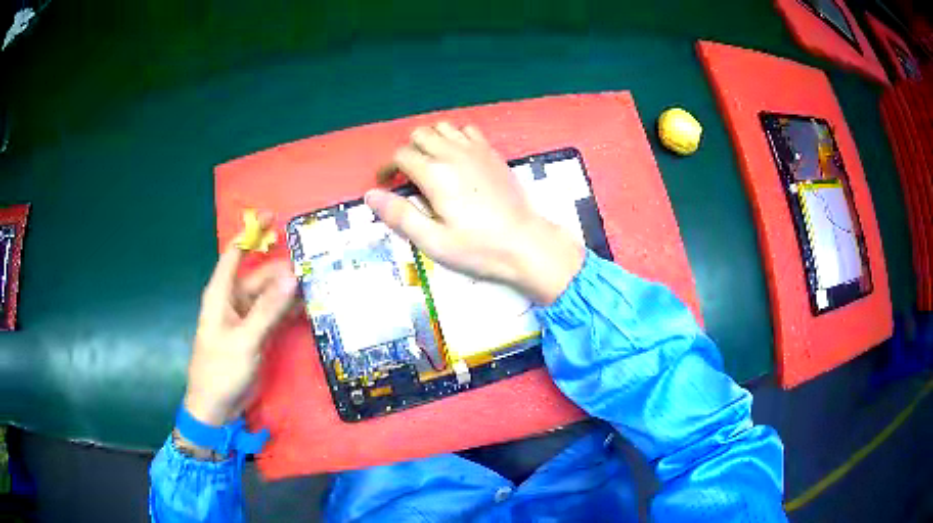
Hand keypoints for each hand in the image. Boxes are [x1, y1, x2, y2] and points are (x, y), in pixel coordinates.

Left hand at [184, 224, 297, 425]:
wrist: (217, 407)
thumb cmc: (221, 370)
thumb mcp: (244, 339)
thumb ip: (268, 309)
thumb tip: (292, 275)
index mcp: (221, 294)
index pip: (235, 253)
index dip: (251, 232)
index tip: (274, 216)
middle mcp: (233, 300)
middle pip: (260, 276)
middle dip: (284, 271)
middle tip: (316, 269)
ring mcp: (246, 318)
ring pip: (270, 296)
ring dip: (290, 292)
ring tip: (319, 286)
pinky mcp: (256, 334)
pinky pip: (275, 315)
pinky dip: (289, 311)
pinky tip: (309, 310)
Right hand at [365, 122, 584, 303]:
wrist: (525, 243)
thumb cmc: (478, 247)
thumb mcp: (433, 240)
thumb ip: (400, 215)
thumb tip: (371, 195)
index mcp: (435, 174)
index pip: (401, 156)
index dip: (388, 168)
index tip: (387, 183)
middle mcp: (453, 153)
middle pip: (420, 134)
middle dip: (408, 150)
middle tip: (408, 176)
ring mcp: (476, 150)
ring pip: (443, 127)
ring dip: (431, 140)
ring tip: (431, 164)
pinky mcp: (492, 153)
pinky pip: (468, 130)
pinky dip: (456, 137)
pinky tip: (458, 158)